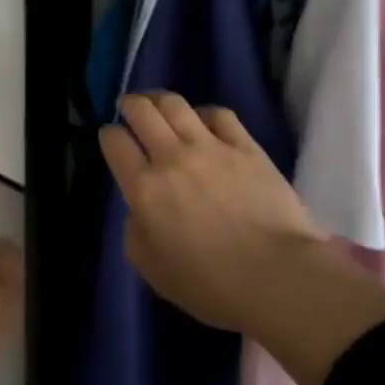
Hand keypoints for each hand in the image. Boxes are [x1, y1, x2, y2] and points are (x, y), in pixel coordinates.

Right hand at [99, 92, 324, 332]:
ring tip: (157, 102)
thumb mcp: (153, 270)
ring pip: (176, 104)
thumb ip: (136, 233)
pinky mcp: (246, 146)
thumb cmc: (210, 285)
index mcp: (144, 189)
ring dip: (160, 99)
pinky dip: (204, 112)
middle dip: (130, 105)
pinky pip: (219, 114)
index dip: (108, 135)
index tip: (111, 137)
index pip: (115, 143)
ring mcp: (211, 147)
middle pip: (142, 112)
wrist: (275, 275)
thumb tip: (140, 210)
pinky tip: (202, 119)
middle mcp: (172, 157)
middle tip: (129, 108)